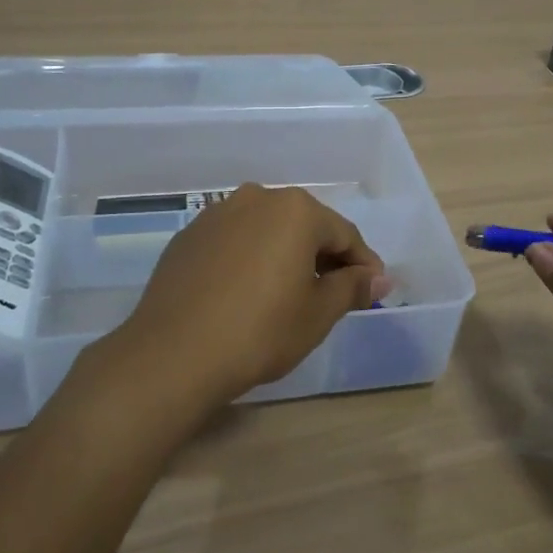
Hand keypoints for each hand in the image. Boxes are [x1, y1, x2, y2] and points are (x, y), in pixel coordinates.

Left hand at [105, 184, 387, 414]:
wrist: (173, 354)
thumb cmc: (260, 331)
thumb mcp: (318, 313)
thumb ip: (352, 287)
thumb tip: (379, 277)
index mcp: (295, 209)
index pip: (343, 234)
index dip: (363, 264)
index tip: (372, 290)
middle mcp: (257, 198)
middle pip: (304, 226)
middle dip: (324, 256)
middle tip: (334, 295)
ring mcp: (218, 213)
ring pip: (267, 230)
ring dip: (285, 254)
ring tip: (289, 293)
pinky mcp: (190, 235)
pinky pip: (235, 240)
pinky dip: (250, 259)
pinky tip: (247, 292)